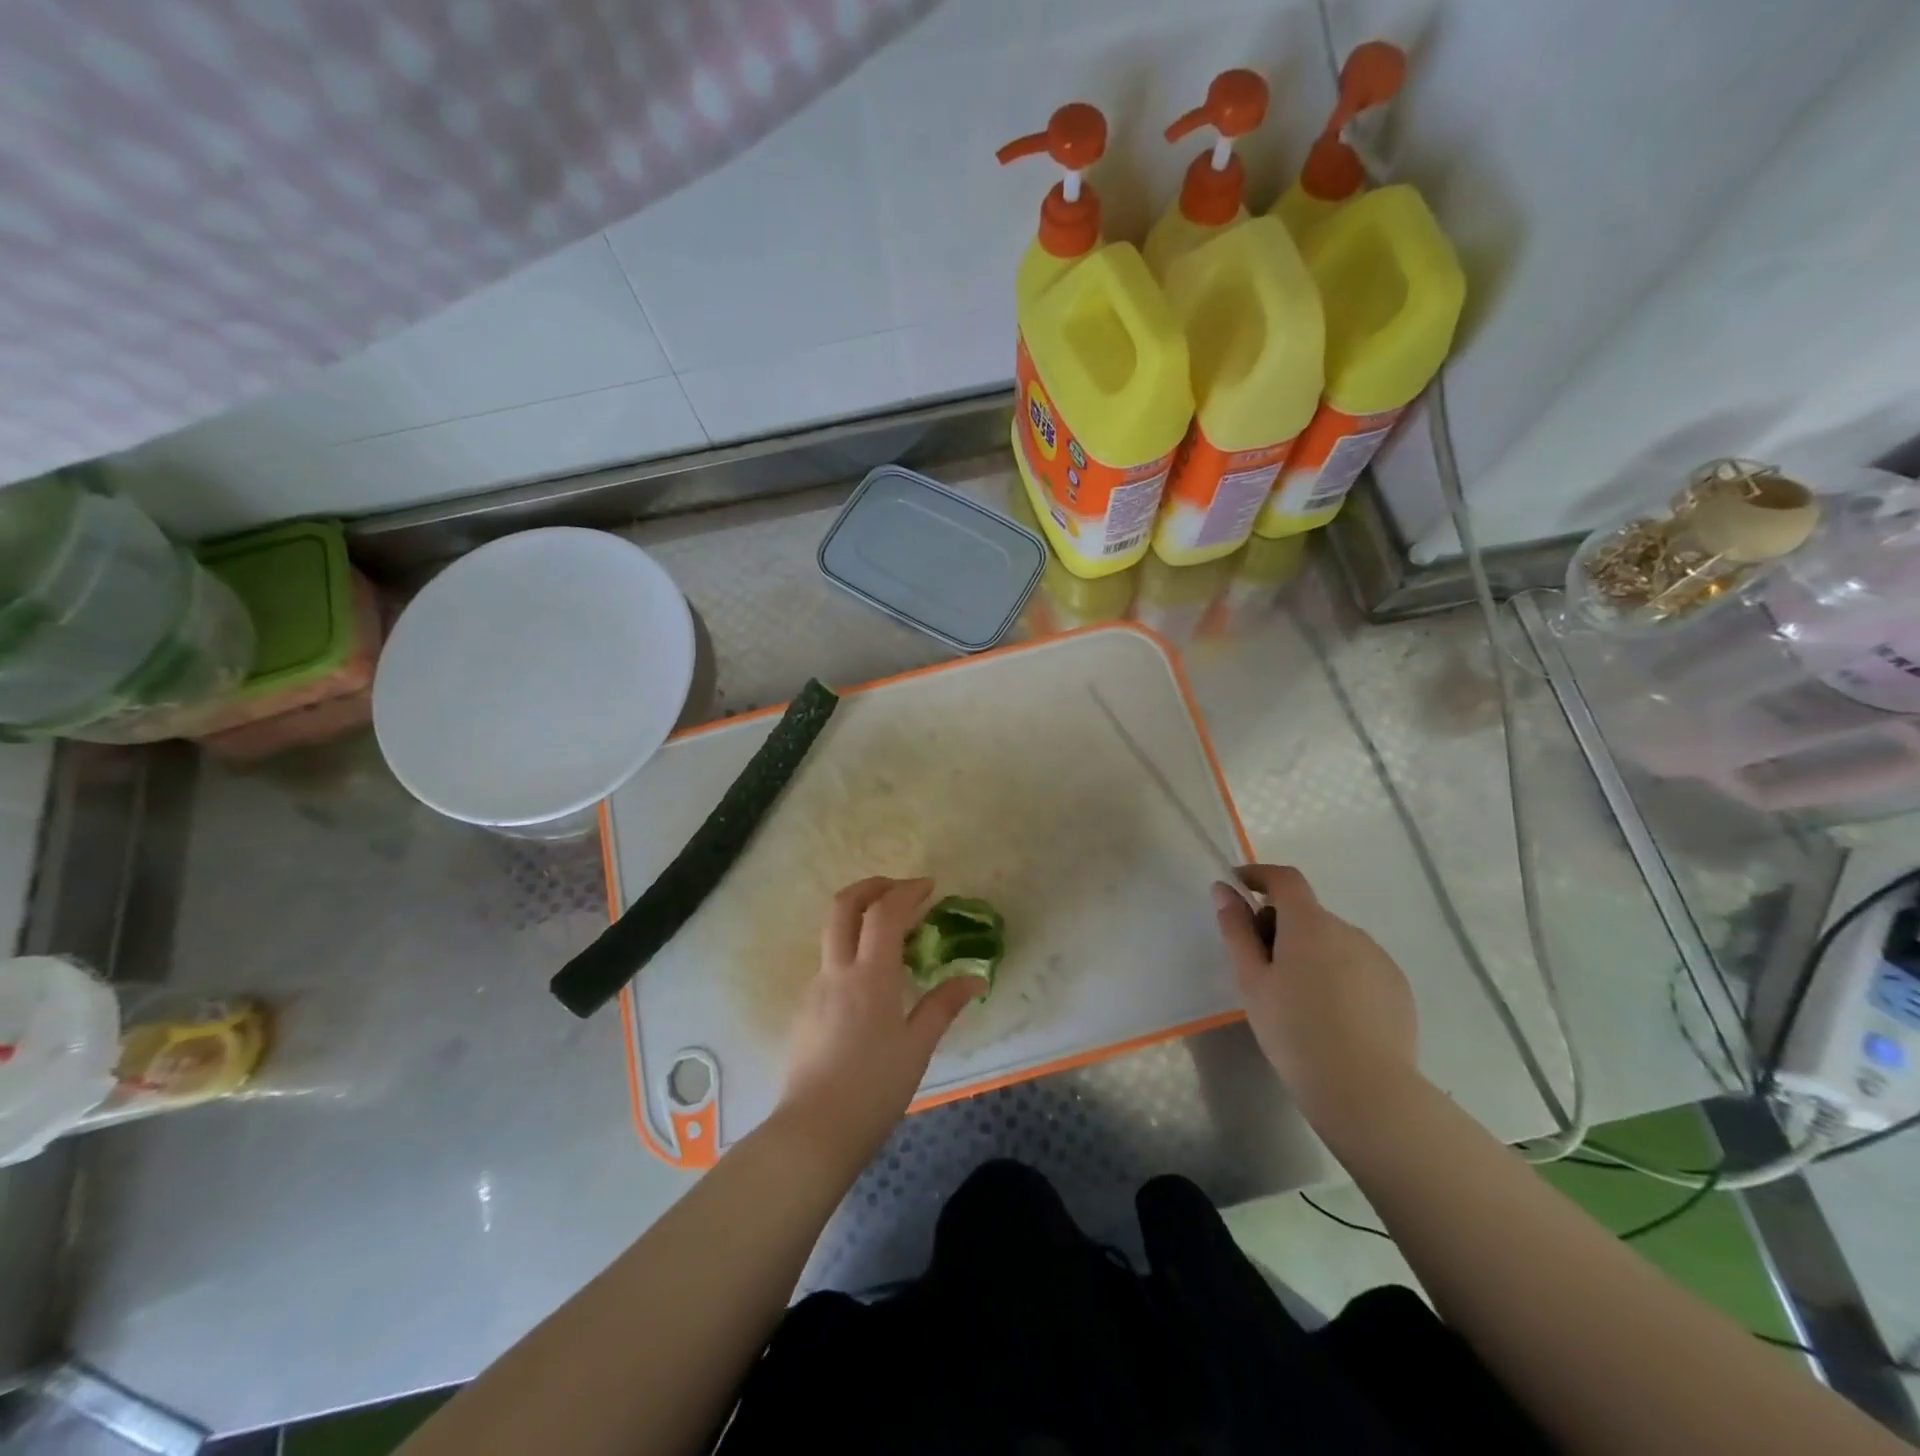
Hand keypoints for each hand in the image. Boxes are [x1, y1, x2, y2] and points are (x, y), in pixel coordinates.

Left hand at [775, 877, 981, 1169]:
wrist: (813, 1132)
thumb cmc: (874, 1090)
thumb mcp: (917, 1048)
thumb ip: (944, 1006)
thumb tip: (974, 979)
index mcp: (869, 977)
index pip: (884, 913)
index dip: (907, 891)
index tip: (930, 887)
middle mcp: (837, 971)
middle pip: (843, 906)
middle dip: (872, 886)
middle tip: (901, 890)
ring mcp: (816, 988)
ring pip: (832, 931)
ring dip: (861, 916)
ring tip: (894, 933)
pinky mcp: (807, 1008)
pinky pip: (830, 961)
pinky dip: (853, 948)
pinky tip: (874, 978)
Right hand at [1213, 865, 1419, 1125]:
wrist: (1366, 1091)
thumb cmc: (1294, 1032)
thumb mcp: (1251, 980)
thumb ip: (1236, 929)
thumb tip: (1224, 890)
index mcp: (1309, 924)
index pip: (1284, 879)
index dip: (1259, 876)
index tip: (1239, 888)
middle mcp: (1348, 930)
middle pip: (1306, 914)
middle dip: (1280, 927)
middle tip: (1261, 969)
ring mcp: (1378, 958)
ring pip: (1333, 941)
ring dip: (1310, 952)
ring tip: (1298, 1000)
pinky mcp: (1397, 987)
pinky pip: (1358, 965)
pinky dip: (1338, 975)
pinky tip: (1332, 1016)